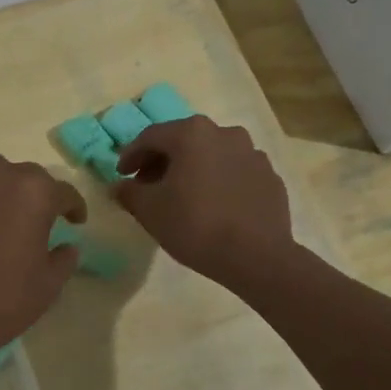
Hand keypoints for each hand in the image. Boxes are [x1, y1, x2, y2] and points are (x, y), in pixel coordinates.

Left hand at [0, 155, 85, 382]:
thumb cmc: (3, 301)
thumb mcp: (49, 284)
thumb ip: (64, 258)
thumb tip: (68, 246)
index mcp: (35, 192)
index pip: (63, 192)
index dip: (72, 208)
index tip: (75, 221)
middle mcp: (0, 174)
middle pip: (27, 177)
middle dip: (36, 196)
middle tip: (36, 221)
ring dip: (1, 190)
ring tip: (0, 215)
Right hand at [114, 116, 292, 284]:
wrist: (256, 256)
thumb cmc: (195, 225)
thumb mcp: (150, 210)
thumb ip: (130, 193)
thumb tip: (120, 186)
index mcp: (192, 134)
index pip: (151, 137)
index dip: (131, 155)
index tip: (122, 175)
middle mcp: (225, 133)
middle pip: (184, 141)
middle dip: (163, 161)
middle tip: (148, 184)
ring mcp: (252, 153)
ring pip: (212, 155)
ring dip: (193, 169)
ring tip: (183, 195)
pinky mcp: (270, 176)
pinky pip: (235, 172)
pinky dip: (219, 181)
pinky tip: (214, 205)